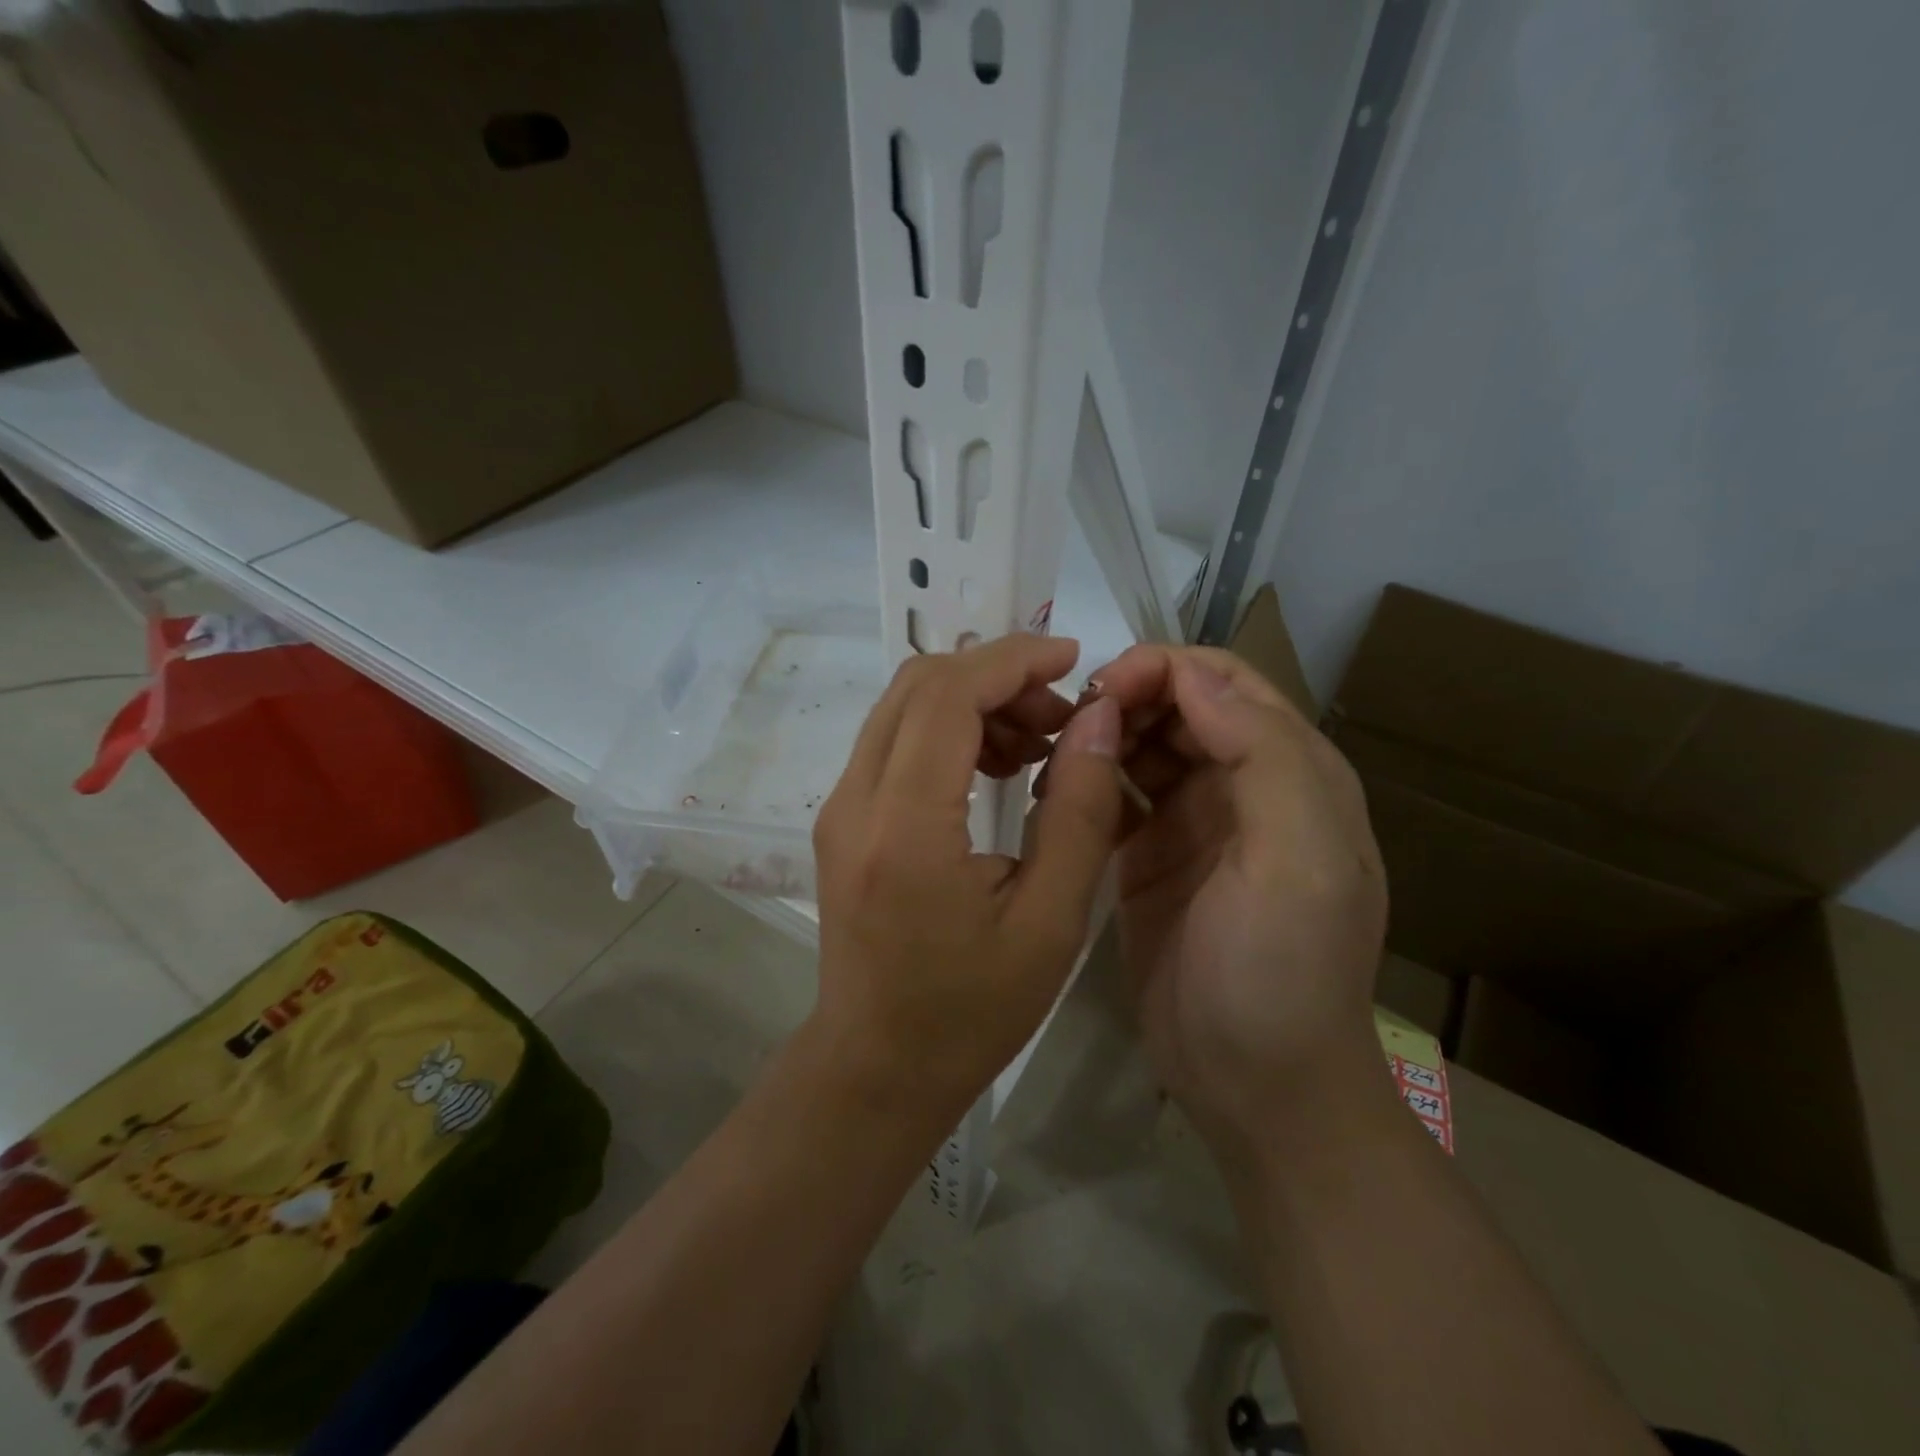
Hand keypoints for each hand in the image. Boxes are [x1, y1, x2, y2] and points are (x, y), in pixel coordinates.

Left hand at [810, 635, 1126, 1124]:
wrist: (877, 1065)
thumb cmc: (971, 1010)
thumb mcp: (1050, 920)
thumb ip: (1078, 811)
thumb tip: (1096, 719)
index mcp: (905, 826)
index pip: (948, 695)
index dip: (1013, 660)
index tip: (1073, 658)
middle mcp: (855, 801)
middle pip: (918, 685)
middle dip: (996, 675)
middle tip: (1062, 713)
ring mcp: (839, 807)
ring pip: (903, 707)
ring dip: (972, 701)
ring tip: (1037, 742)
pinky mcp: (843, 819)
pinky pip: (894, 741)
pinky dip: (947, 730)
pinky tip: (996, 768)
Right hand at [1085, 646, 1388, 1154]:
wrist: (1255, 1087)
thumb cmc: (1283, 972)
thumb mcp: (1300, 862)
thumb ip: (1264, 756)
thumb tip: (1195, 677)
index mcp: (1291, 771)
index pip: (1225, 683)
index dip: (1165, 669)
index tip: (1103, 689)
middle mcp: (1242, 785)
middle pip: (1178, 707)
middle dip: (1125, 697)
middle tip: (1067, 721)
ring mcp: (1192, 822)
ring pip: (1141, 745)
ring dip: (1101, 735)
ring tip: (1053, 753)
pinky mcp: (1148, 857)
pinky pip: (1116, 795)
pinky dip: (1087, 780)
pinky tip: (1055, 791)